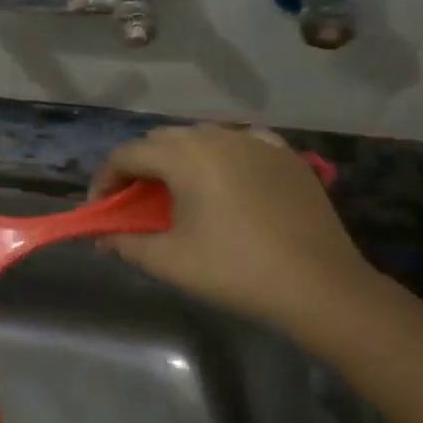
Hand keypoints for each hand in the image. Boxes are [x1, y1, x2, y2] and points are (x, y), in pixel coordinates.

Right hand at [91, 126, 375, 334]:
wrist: (321, 286)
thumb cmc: (235, 270)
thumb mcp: (169, 261)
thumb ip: (126, 243)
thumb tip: (103, 239)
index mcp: (186, 156)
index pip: (127, 154)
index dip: (105, 180)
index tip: (101, 210)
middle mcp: (218, 137)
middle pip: (161, 139)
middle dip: (139, 166)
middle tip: (135, 202)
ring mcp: (257, 142)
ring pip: (201, 137)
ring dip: (178, 158)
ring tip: (178, 192)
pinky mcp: (286, 156)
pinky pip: (241, 142)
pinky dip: (221, 155)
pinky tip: (225, 179)